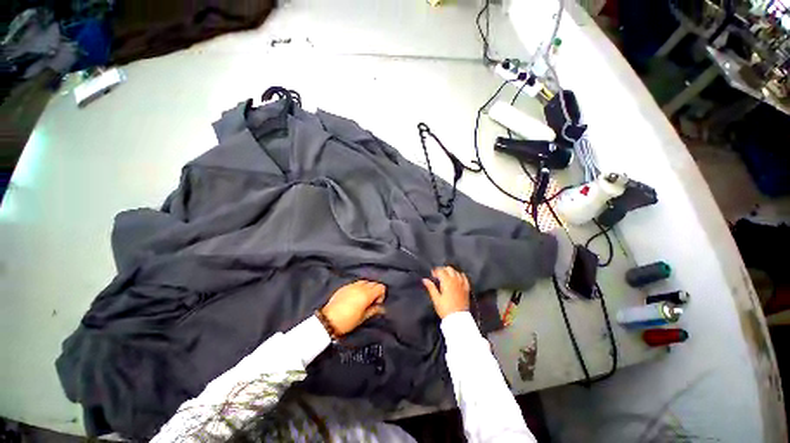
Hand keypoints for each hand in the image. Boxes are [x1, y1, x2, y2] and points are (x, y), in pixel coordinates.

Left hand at [321, 280, 385, 335]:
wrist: (328, 320)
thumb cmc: (348, 321)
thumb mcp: (363, 318)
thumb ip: (374, 310)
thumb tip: (382, 308)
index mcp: (367, 294)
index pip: (381, 287)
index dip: (381, 295)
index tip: (376, 304)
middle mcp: (360, 287)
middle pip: (373, 283)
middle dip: (374, 291)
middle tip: (370, 302)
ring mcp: (351, 285)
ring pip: (364, 282)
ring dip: (366, 288)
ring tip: (362, 299)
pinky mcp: (344, 286)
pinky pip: (355, 283)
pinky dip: (358, 288)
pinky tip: (354, 297)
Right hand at [422, 266, 469, 318]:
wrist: (458, 319)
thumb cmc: (445, 309)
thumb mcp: (436, 299)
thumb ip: (431, 287)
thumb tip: (424, 280)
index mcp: (447, 282)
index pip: (440, 271)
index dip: (435, 271)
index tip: (432, 275)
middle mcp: (455, 280)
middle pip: (449, 269)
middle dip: (442, 270)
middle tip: (438, 275)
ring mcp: (462, 284)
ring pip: (456, 271)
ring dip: (450, 272)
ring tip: (446, 277)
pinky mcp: (466, 288)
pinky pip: (464, 277)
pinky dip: (459, 275)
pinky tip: (457, 278)